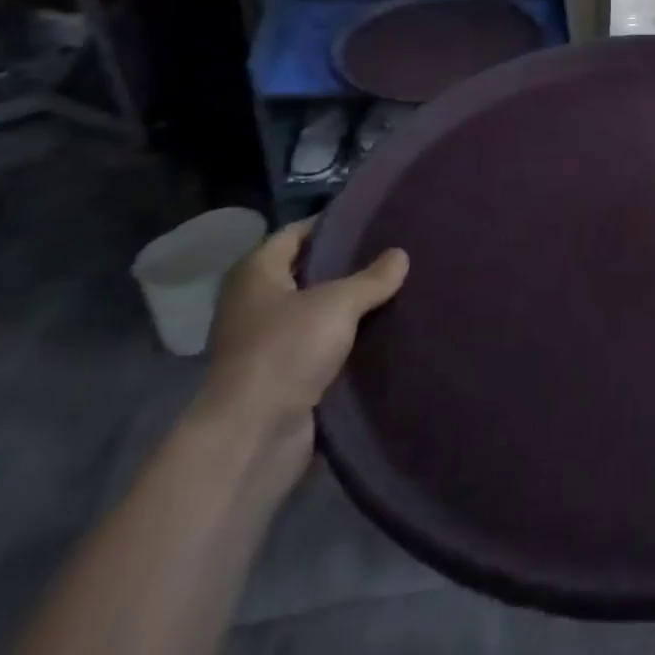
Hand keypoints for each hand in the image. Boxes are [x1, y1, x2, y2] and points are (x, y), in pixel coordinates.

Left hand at [201, 220, 408, 478]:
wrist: (253, 437)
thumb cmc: (287, 350)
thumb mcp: (339, 303)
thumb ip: (373, 277)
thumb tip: (400, 255)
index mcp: (256, 274)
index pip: (295, 233)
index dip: (331, 224)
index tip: (371, 217)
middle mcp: (255, 303)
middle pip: (307, 272)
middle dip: (347, 264)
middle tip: (393, 250)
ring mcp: (267, 342)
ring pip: (318, 311)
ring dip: (350, 305)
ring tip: (397, 286)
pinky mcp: (283, 376)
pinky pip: (322, 345)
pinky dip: (348, 339)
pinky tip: (384, 328)